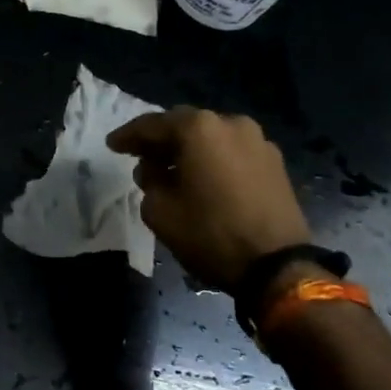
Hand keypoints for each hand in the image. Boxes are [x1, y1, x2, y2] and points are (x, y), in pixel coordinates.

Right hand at [106, 108, 311, 289]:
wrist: (278, 267)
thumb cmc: (211, 235)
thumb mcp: (160, 212)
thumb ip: (148, 182)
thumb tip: (154, 171)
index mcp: (199, 128)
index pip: (152, 125)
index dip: (128, 135)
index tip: (112, 145)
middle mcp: (230, 122)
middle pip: (185, 125)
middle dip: (161, 140)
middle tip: (141, 156)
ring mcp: (257, 140)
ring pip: (212, 137)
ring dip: (190, 150)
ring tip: (174, 171)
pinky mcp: (275, 162)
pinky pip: (233, 152)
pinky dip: (215, 160)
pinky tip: (205, 180)